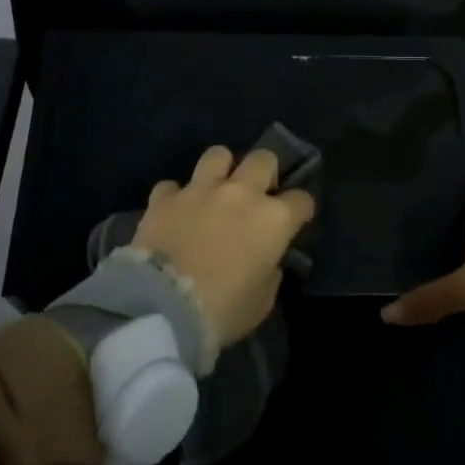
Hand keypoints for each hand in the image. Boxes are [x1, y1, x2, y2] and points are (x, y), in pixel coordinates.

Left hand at [133, 145, 315, 350]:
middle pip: (264, 159)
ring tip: (216, 190)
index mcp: (273, 219)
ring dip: (221, 170)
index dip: (300, 210)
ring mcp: (200, 190)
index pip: (301, 200)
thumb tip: (266, 260)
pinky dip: (175, 197)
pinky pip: (172, 186)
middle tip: (257, 196)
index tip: (295, 221)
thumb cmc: (222, 310)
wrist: (162, 307)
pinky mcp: (164, 198)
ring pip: (218, 154)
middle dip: (265, 174)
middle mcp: (241, 193)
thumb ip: (269, 272)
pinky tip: (175, 212)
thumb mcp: (261, 302)